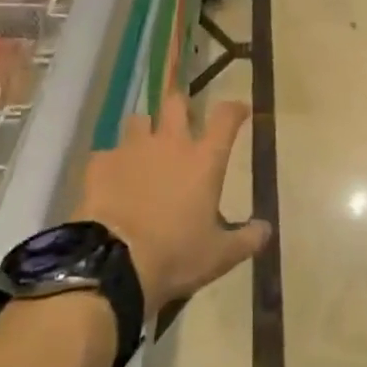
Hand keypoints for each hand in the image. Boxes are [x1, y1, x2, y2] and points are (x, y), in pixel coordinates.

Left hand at [74, 86, 266, 315]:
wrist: (113, 264)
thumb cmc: (175, 255)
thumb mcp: (220, 255)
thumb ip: (247, 239)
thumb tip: (266, 229)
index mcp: (204, 160)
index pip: (226, 118)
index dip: (235, 109)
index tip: (239, 111)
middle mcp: (170, 143)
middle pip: (176, 103)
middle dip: (181, 107)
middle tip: (183, 122)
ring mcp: (132, 149)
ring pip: (139, 119)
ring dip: (145, 129)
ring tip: (145, 149)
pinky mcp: (100, 163)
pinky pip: (108, 152)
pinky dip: (113, 162)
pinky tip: (113, 180)